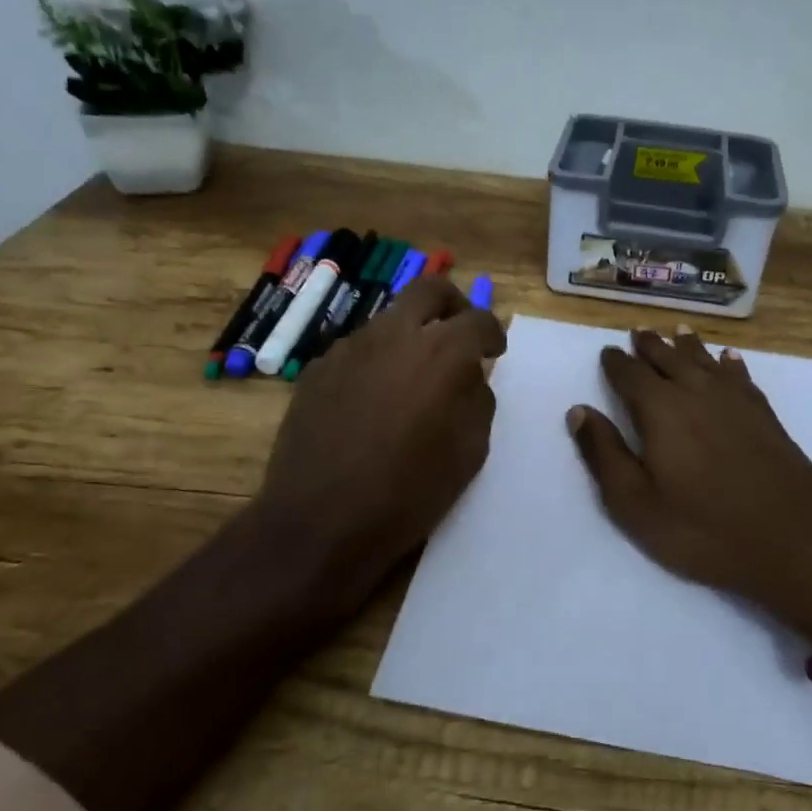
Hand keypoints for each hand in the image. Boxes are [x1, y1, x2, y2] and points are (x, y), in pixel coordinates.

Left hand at [251, 275, 505, 619]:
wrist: (321, 521)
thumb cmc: (409, 492)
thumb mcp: (470, 451)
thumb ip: (477, 399)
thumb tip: (469, 378)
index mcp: (442, 352)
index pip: (478, 319)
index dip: (493, 333)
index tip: (494, 352)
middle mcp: (394, 335)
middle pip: (430, 289)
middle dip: (453, 304)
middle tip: (459, 333)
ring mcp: (350, 348)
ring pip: (389, 319)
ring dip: (410, 334)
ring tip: (413, 375)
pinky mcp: (317, 368)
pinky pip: (357, 350)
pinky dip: (376, 361)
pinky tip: (373, 400)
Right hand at [567, 327, 811, 638]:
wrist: (795, 540)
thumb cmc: (704, 528)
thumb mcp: (635, 503)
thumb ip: (604, 454)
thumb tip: (578, 411)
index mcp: (660, 409)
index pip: (630, 374)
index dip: (616, 362)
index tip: (607, 352)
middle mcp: (696, 392)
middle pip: (668, 358)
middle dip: (650, 345)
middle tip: (638, 332)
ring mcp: (736, 401)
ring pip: (705, 360)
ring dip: (687, 345)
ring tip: (677, 332)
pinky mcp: (765, 415)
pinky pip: (741, 376)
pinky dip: (730, 364)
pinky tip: (729, 359)